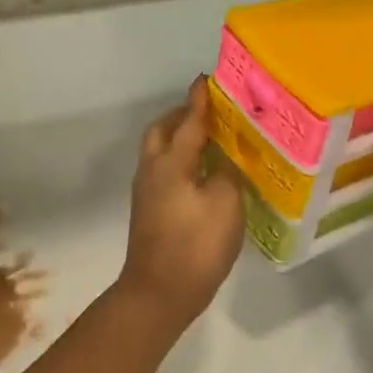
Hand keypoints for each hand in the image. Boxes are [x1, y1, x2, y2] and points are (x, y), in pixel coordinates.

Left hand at [117, 78, 245, 331]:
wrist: (159, 293)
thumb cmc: (195, 244)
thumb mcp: (224, 202)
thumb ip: (225, 172)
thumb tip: (221, 160)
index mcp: (170, 162)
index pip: (188, 121)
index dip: (199, 100)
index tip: (207, 79)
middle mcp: (152, 170)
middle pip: (162, 131)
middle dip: (182, 116)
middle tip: (209, 111)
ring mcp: (147, 192)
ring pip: (160, 152)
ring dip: (180, 138)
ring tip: (210, 138)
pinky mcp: (150, 211)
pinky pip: (164, 171)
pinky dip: (181, 161)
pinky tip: (203, 173)